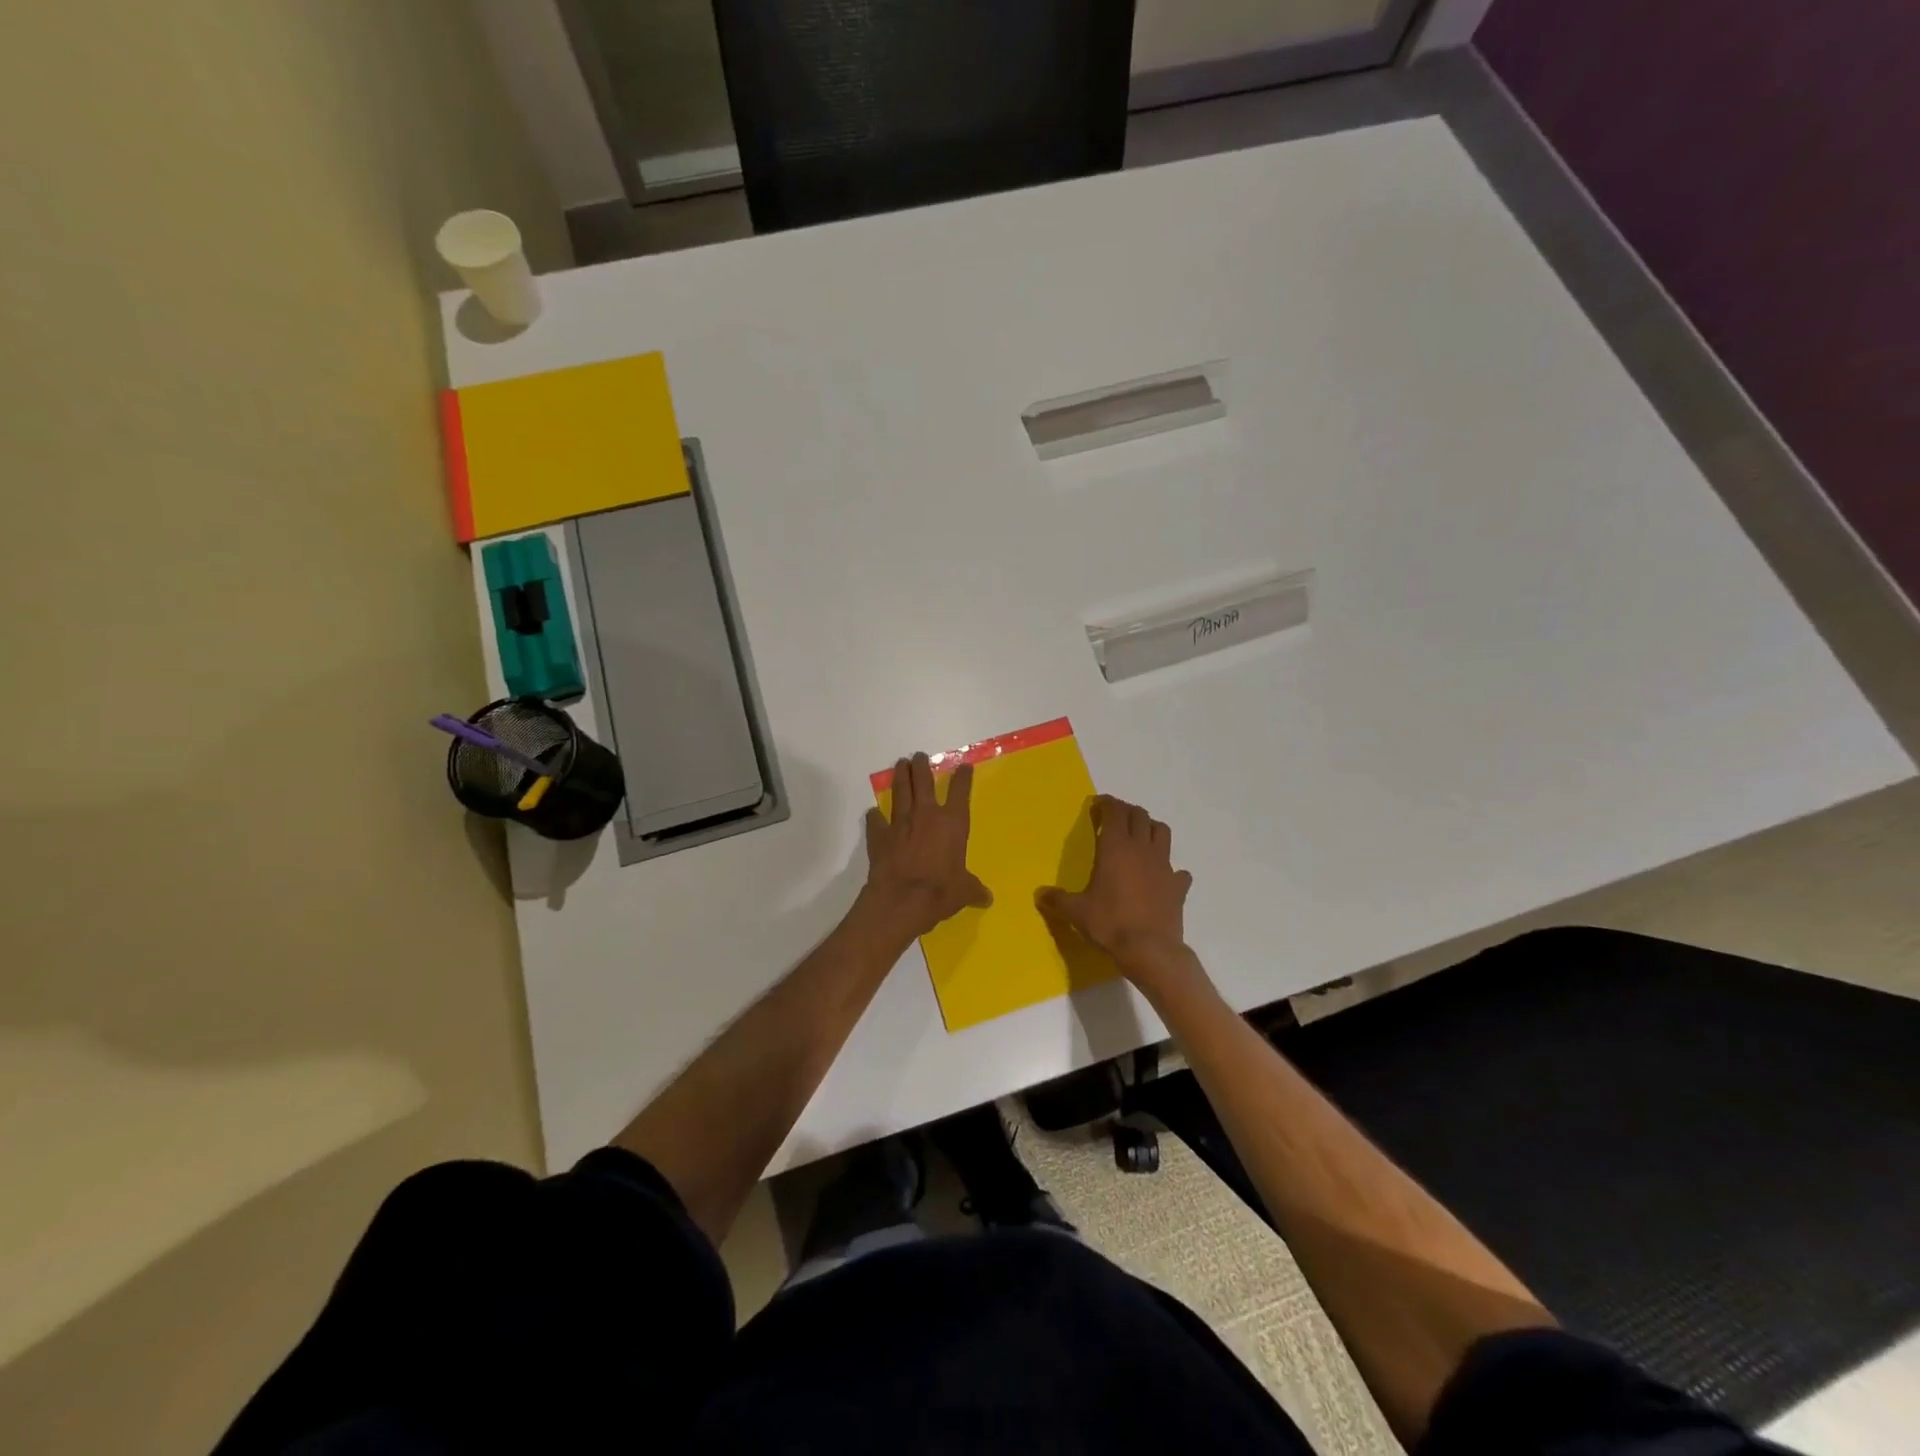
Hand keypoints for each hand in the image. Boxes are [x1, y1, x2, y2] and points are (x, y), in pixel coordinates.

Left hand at [863, 753, 992, 939]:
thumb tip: (986, 898)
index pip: (960, 791)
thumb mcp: (964, 892)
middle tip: (918, 756)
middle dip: (921, 766)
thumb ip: (974, 889)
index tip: (963, 767)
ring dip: (899, 777)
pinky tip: (873, 813)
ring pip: (900, 791)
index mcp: (953, 823)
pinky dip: (874, 816)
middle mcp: (926, 815)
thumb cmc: (941, 891)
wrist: (902, 899)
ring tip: (899, 765)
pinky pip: (875, 820)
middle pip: (923, 781)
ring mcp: (900, 822)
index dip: (962, 777)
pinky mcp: (879, 835)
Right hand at [1037, 795, 1193, 982]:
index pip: (1115, 811)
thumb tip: (1039, 894)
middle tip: (1114, 818)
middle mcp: (1142, 849)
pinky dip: (1171, 869)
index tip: (1097, 805)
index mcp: (1116, 847)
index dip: (1106, 803)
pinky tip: (1162, 878)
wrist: (1150, 950)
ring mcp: (1164, 866)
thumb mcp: (1077, 912)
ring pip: (1162, 832)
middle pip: (1139, 815)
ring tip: (1140, 837)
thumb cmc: (1110, 923)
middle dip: (1126, 811)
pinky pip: (1178, 870)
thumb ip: (1058, 899)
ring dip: (1150, 828)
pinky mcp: (1178, 886)